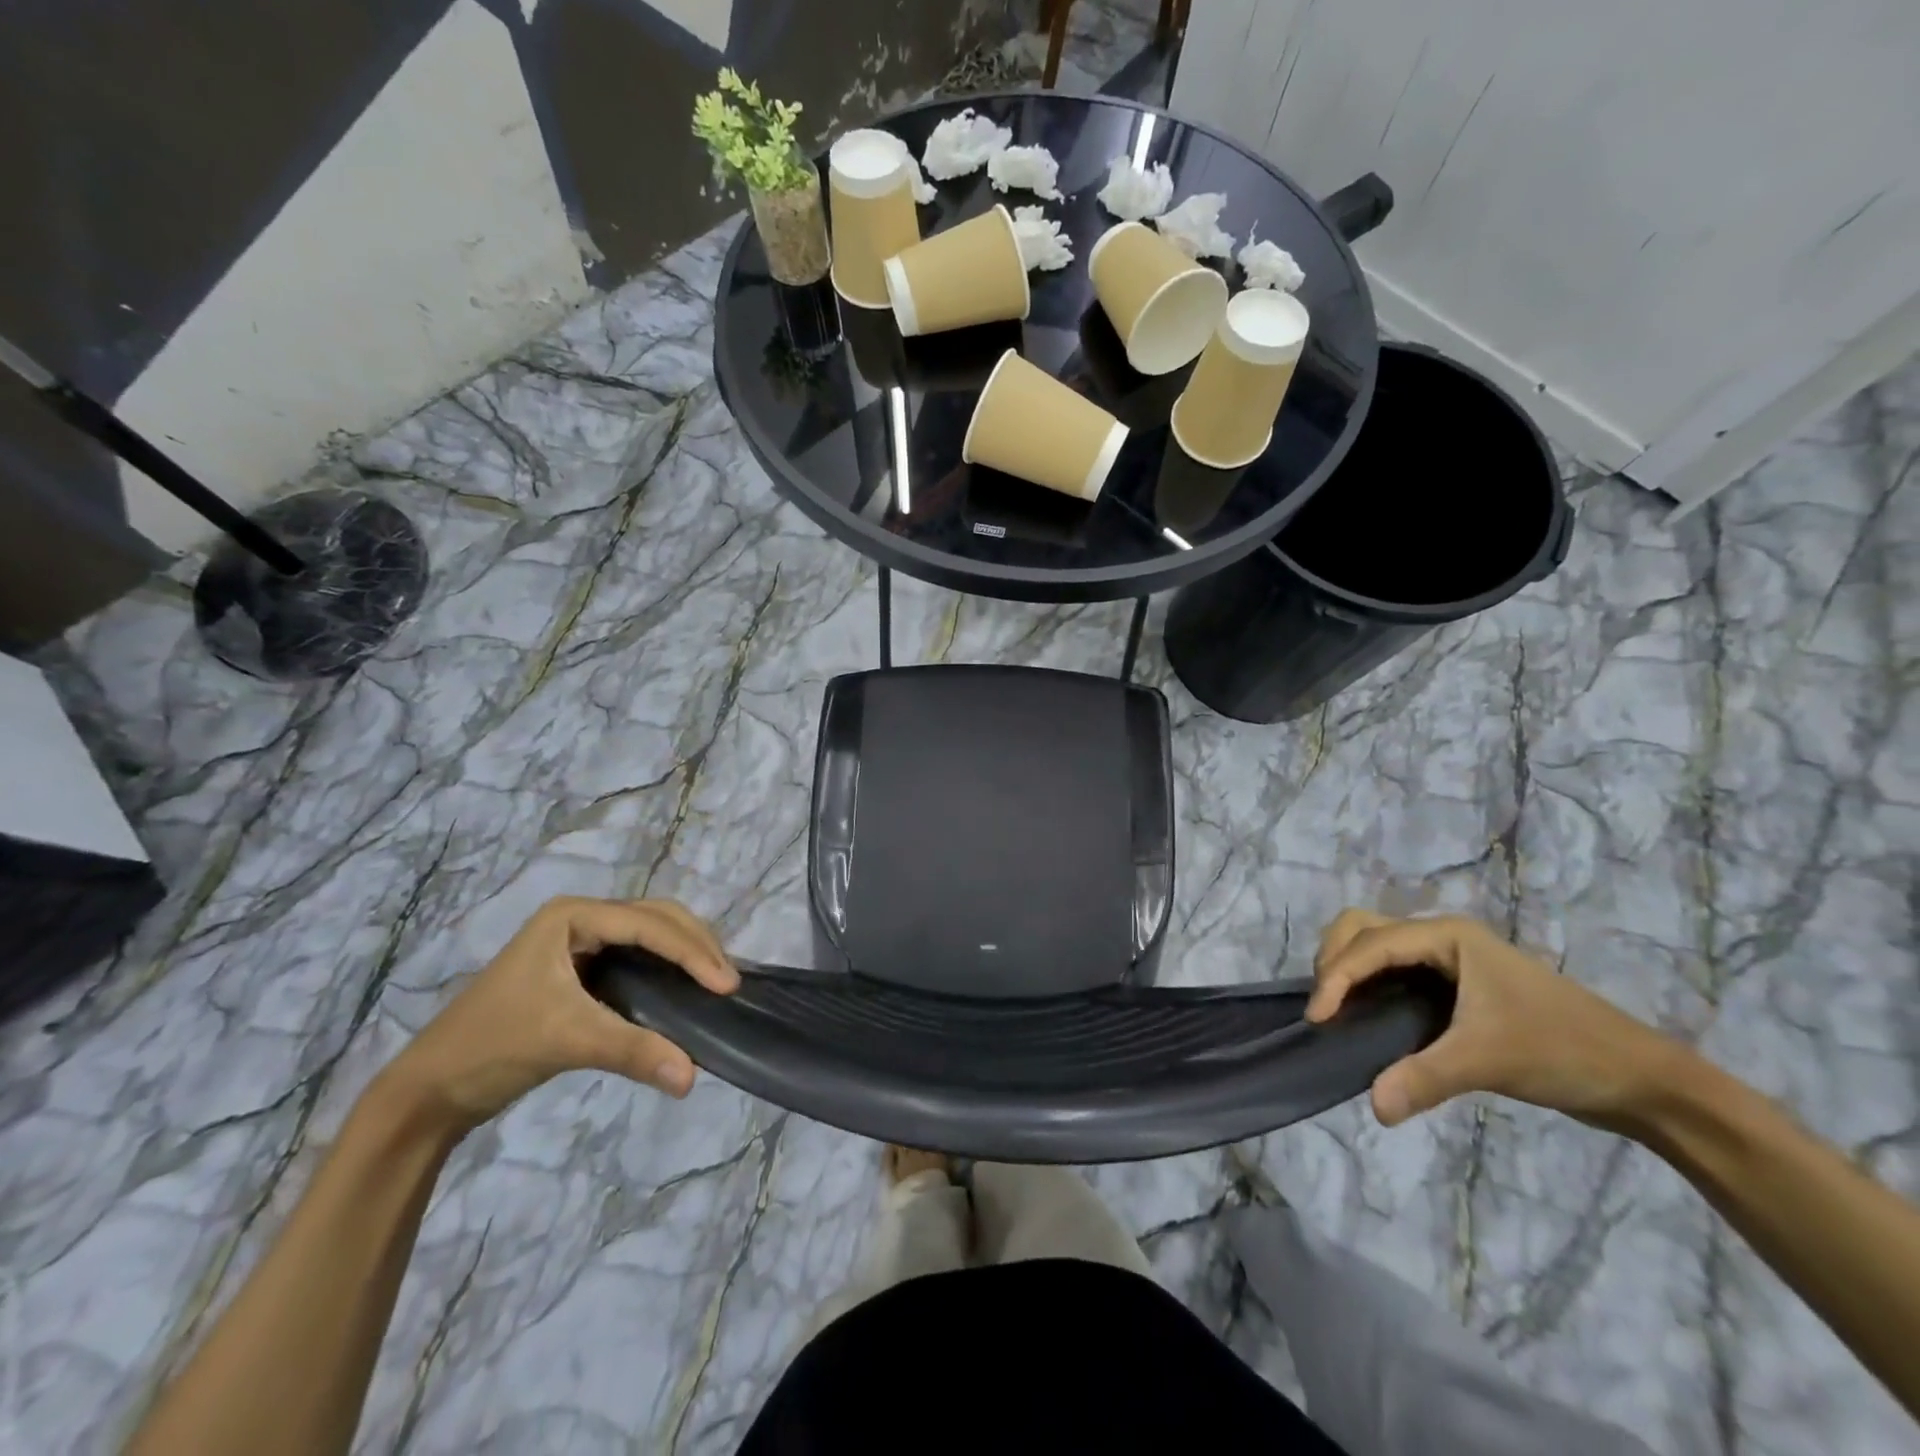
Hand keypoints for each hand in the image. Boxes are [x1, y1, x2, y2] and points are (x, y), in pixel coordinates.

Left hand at [382, 897, 738, 1129]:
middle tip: (728, 981)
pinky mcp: (582, 969)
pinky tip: (686, 988)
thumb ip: (634, 1051)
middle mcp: (580, 919)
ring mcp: (580, 942)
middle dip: (696, 945)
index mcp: (572, 916)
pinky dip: (668, 968)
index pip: (648, 925)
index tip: (726, 985)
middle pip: (657, 918)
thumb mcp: (567, 1040)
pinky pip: (639, 957)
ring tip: (716, 981)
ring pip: (651, 934)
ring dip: (686, 953)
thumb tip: (693, 1077)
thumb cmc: (493, 1047)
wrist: (430, 1090)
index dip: (692, 952)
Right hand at [1305, 910, 1679, 1130]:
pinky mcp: (1456, 985)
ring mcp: (1449, 959)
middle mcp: (1442, 937)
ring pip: (1376, 944)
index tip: (1319, 1019)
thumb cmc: (1563, 1051)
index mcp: (1448, 935)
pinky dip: (1368, 983)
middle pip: (1363, 927)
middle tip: (1326, 1005)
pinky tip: (1365, 1017)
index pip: (1371, 943)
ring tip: (1337, 1009)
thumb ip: (1424, 1078)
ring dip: (1348, 968)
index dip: (1337, 976)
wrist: (1642, 1079)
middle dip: (1334, 958)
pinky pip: (1393, 969)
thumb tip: (1373, 1108)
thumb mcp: (1488, 1060)